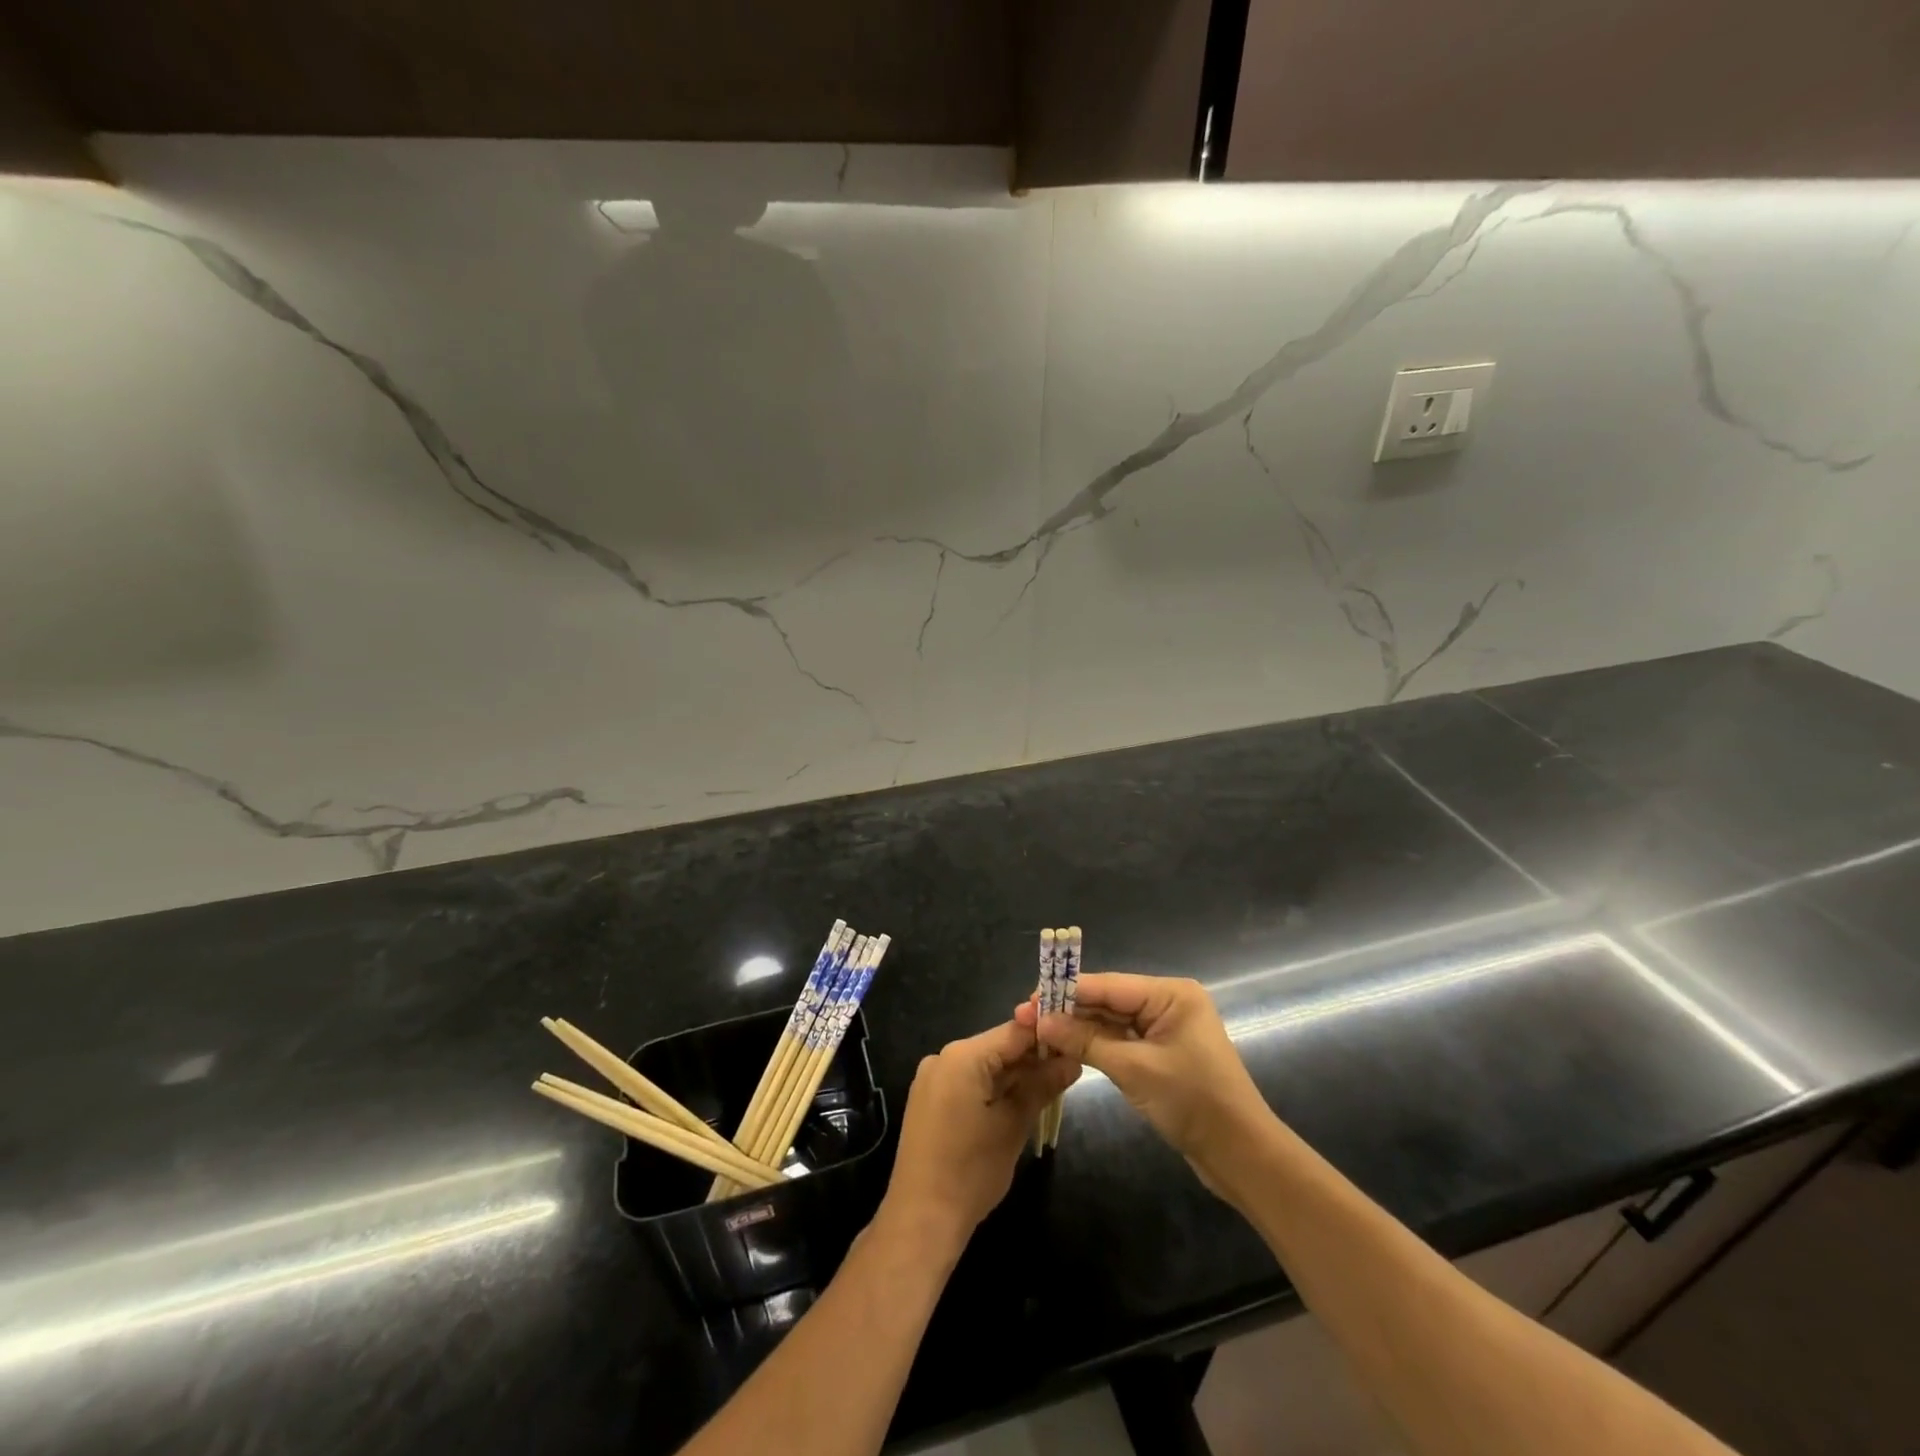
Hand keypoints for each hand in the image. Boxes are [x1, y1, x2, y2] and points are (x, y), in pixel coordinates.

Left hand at [879, 1020, 1078, 1258]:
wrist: (921, 1219)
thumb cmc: (971, 1171)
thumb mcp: (1014, 1125)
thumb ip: (1042, 1086)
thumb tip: (1073, 1061)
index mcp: (963, 1056)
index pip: (1014, 1031)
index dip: (1047, 1036)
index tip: (1076, 1043)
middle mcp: (944, 1057)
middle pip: (998, 1047)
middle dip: (1032, 1058)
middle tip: (1070, 1070)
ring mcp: (933, 1078)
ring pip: (985, 1065)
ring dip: (1015, 1076)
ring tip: (1051, 1087)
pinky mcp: (929, 1099)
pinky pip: (969, 1081)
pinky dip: (994, 1089)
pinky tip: (1019, 1102)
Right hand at [1016, 973, 1271, 1188]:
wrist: (1240, 1155)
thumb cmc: (1193, 1102)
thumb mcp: (1134, 1069)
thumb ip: (1086, 1041)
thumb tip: (1041, 1022)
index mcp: (1171, 994)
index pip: (1108, 985)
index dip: (1066, 991)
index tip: (1029, 999)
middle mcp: (1168, 1003)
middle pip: (1108, 1000)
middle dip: (1068, 1009)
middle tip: (1025, 1017)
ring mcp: (1165, 1029)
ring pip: (1112, 1021)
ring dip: (1078, 1028)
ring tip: (1037, 1031)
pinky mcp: (1161, 1054)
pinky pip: (1122, 1040)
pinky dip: (1095, 1044)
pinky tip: (1065, 1046)